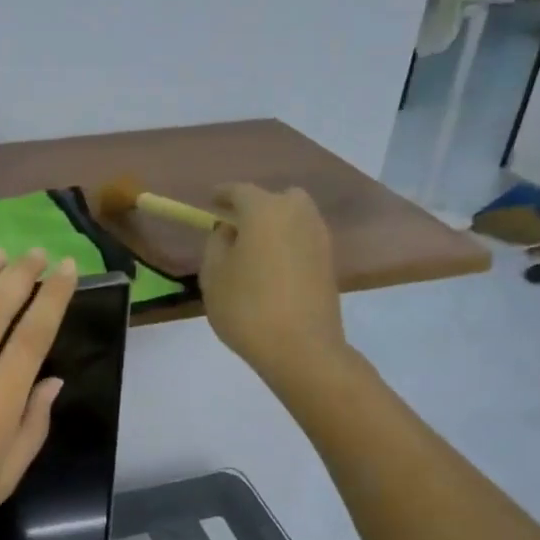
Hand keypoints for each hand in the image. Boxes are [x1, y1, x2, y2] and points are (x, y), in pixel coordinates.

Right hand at [200, 184, 346, 376]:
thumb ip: (216, 244)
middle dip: (256, 207)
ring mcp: (319, 237)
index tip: (210, 200)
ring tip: (254, 250)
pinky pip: (304, 240)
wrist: (301, 348)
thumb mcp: (213, 275)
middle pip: (276, 198)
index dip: (222, 194)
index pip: (240, 191)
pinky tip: (273, 267)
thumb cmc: (247, 308)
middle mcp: (297, 214)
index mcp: (264, 211)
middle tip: (237, 227)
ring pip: (294, 218)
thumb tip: (228, 230)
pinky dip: (288, 244)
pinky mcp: (329, 262)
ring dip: (275, 225)